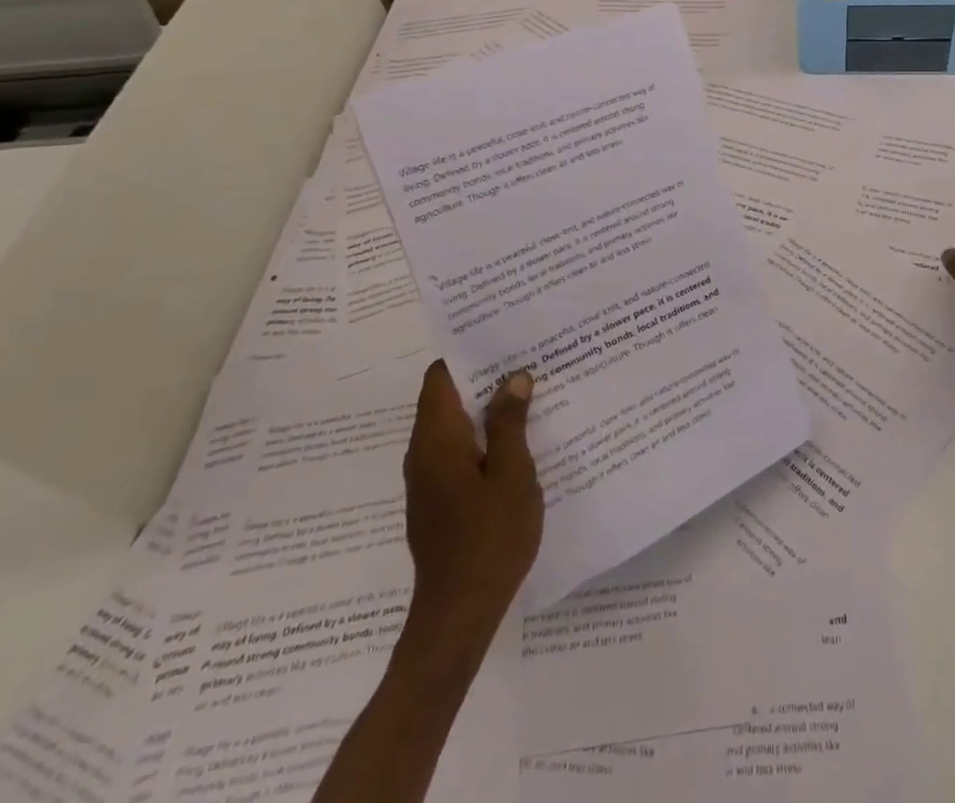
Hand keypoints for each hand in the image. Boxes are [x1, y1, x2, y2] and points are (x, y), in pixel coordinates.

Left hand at [403, 360, 543, 627]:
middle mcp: (423, 453)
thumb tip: (513, 377)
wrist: (458, 617)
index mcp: (436, 440)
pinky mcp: (439, 501)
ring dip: (487, 409)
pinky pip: (459, 453)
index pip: (440, 377)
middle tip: (527, 361)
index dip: (467, 353)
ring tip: (531, 394)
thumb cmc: (489, 539)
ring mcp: (428, 480)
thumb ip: (511, 423)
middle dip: (484, 378)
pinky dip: (484, 438)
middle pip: (447, 398)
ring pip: (455, 427)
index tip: (502, 338)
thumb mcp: (512, 475)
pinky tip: (520, 442)